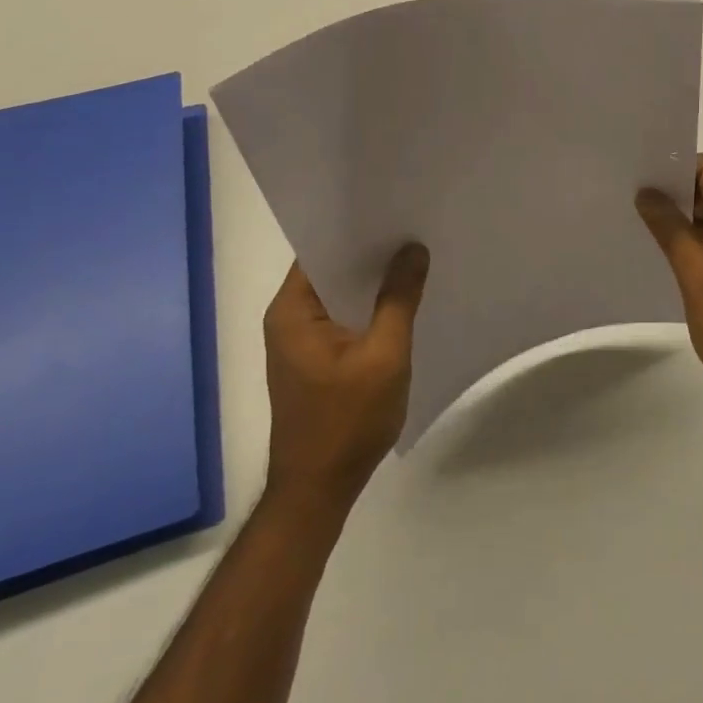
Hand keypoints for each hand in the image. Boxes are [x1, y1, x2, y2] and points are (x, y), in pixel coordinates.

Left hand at [261, 245, 428, 514]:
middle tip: (414, 227)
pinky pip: (343, 317)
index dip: (356, 227)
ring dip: (372, 281)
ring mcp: (300, 341)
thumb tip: (413, 249)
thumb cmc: (347, 421)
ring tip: (415, 255)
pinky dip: (369, 306)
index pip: (320, 249)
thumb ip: (398, 299)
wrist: (318, 492)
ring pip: (340, 294)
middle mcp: (288, 319)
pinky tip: (402, 299)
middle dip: (371, 252)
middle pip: (331, 268)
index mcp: (291, 311)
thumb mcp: (384, 355)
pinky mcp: (314, 359)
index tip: (394, 209)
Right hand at [636, 154, 702, 419]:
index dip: (674, 167)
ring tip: (631, 215)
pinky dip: (684, 237)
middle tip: (625, 193)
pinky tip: (654, 244)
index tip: (637, 174)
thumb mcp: (701, 280)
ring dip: (675, 215)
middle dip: (670, 190)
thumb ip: (673, 232)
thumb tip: (646, 193)